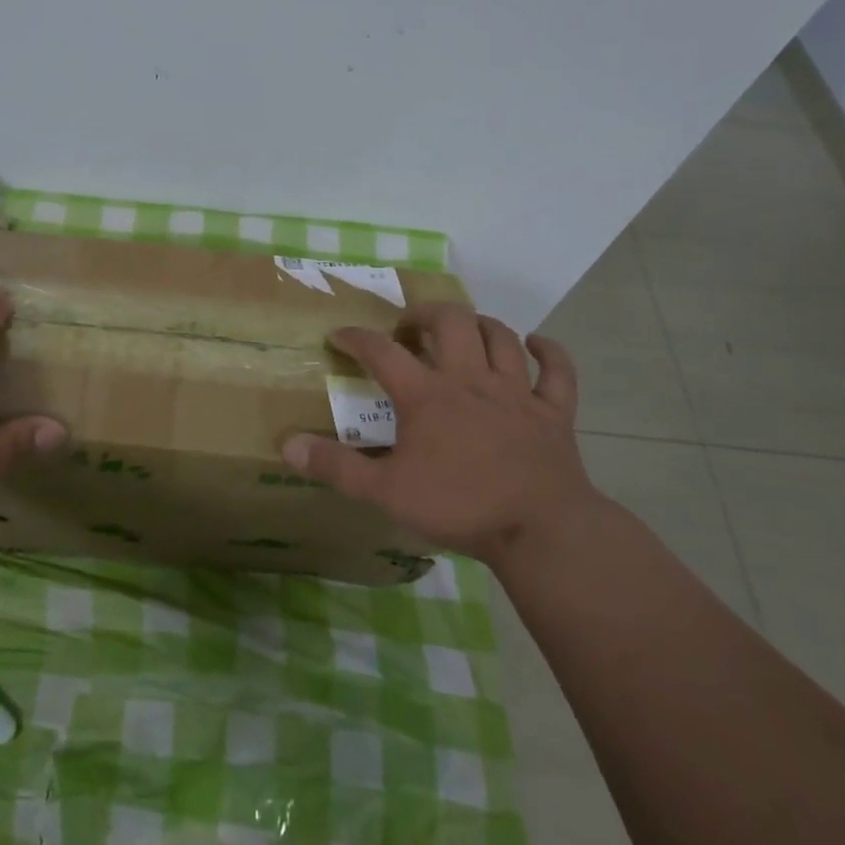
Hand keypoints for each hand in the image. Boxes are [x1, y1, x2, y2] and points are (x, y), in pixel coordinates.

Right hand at [282, 306, 599, 565]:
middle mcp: (470, 379)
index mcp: (427, 395)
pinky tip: (535, 344)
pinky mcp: (554, 412)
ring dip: (478, 324)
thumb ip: (336, 467)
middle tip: (410, 328)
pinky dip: (548, 352)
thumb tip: (287, 446)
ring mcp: (517, 392)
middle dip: (425, 314)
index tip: (339, 335)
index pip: (382, 351)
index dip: (356, 337)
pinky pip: (558, 371)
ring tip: (461, 330)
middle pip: (450, 321)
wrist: (541, 531)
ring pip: (500, 336)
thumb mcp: (385, 492)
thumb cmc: (460, 506)